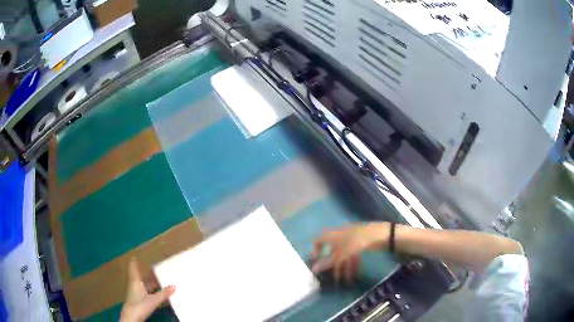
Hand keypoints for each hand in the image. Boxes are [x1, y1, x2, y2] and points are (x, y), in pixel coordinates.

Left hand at [120, 259, 174, 321]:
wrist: (132, 317)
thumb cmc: (140, 305)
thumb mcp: (154, 300)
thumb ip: (164, 293)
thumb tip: (174, 285)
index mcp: (136, 281)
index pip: (133, 267)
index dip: (134, 261)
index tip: (136, 256)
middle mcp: (134, 284)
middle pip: (140, 276)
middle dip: (147, 273)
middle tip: (155, 269)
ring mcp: (135, 292)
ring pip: (143, 284)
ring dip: (150, 283)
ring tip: (160, 281)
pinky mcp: (137, 299)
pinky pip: (145, 291)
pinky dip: (151, 290)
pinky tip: (157, 293)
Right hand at [311, 223, 389, 283]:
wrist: (380, 235)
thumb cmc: (357, 242)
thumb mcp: (341, 254)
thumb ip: (328, 262)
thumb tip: (313, 269)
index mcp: (332, 235)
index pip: (318, 241)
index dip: (315, 251)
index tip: (317, 263)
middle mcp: (339, 236)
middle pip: (332, 251)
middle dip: (332, 265)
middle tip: (332, 277)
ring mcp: (350, 240)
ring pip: (343, 255)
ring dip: (343, 268)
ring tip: (345, 280)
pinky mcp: (360, 244)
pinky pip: (352, 255)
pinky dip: (351, 265)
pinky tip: (353, 275)